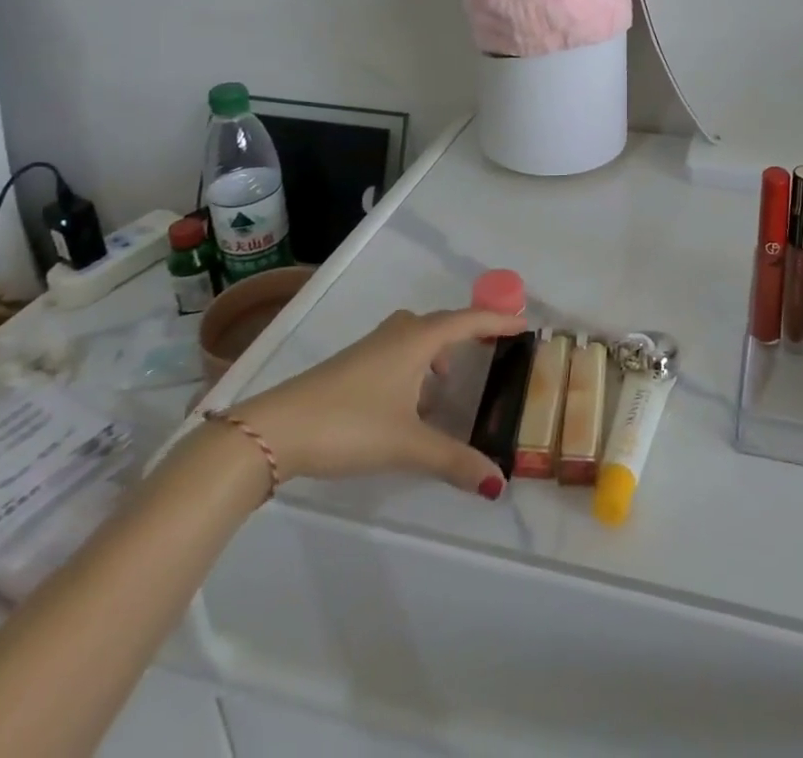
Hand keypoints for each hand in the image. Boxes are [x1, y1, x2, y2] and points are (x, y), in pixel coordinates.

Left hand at [226, 308, 524, 501]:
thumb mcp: (408, 444)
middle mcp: (398, 333)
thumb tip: (498, 482)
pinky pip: (399, 352)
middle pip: (443, 323)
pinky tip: (413, 402)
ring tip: (451, 382)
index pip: (468, 320)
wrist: (277, 429)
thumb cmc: (351, 423)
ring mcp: (372, 347)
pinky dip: (416, 366)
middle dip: (470, 332)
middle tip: (494, 347)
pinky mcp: (353, 365)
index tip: (524, 324)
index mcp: (417, 339)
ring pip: (417, 338)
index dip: (498, 320)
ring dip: (439, 351)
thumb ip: (454, 461)